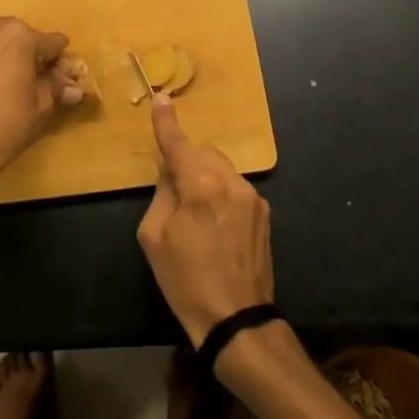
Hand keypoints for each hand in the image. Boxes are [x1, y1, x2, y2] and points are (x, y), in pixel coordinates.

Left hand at [0, 17, 80, 184]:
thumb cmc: (7, 124)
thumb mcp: (42, 107)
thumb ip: (58, 88)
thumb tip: (74, 88)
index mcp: (21, 36)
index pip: (54, 43)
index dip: (61, 63)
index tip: (63, 82)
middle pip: (25, 36)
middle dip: (34, 55)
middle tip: (39, 82)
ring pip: (1, 42)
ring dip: (12, 57)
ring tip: (15, 85)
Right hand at [136, 95, 272, 347]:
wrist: (236, 318)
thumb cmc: (185, 281)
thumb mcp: (154, 238)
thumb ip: (162, 193)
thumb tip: (170, 169)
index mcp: (201, 188)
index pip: (179, 145)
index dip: (167, 123)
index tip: (162, 99)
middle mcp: (232, 184)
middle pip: (203, 153)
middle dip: (185, 159)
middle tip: (170, 188)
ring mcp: (253, 197)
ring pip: (221, 168)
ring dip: (203, 175)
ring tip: (193, 211)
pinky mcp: (264, 212)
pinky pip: (235, 187)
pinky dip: (219, 191)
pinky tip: (213, 222)